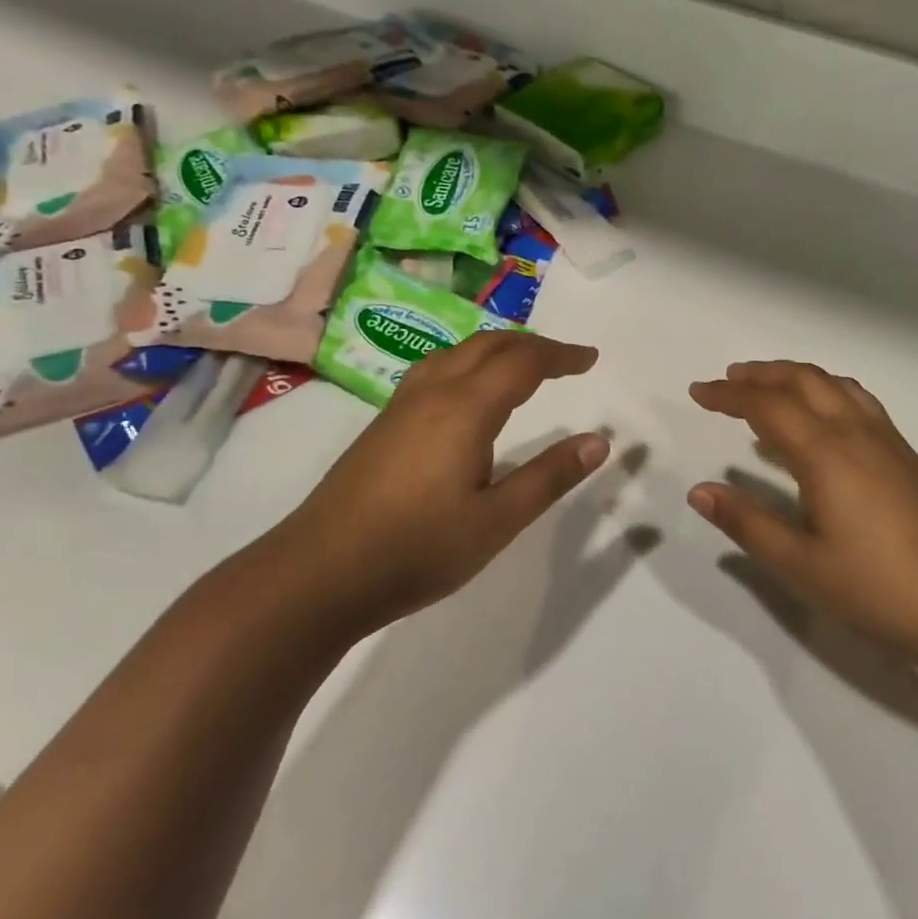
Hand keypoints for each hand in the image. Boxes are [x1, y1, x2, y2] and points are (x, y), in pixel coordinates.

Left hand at [265, 331, 609, 639]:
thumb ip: (549, 477)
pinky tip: (467, 396)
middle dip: (531, 345)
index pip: (523, 363)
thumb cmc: (417, 549)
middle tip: (566, 360)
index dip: (561, 356)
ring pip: (455, 354)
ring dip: (496, 349)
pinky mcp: (383, 426)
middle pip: (487, 345)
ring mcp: (400, 407)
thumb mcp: (497, 521)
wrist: (319, 573)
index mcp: (465, 408)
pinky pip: (435, 371)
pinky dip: (468, 364)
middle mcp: (432, 393)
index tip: (591, 359)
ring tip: (522, 367)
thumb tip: (599, 441)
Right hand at [689, 361, 917, 672]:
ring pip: (835, 385)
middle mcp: (856, 433)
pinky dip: (827, 393)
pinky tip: (822, 420)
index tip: (697, 393)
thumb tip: (699, 491)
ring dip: (796, 377)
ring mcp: (888, 441)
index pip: (767, 406)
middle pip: (804, 381)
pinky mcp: (907, 456)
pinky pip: (859, 402)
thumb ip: (747, 522)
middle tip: (727, 381)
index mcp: (825, 454)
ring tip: (768, 389)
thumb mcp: (799, 564)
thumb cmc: (876, 587)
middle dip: (761, 374)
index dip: (728, 396)